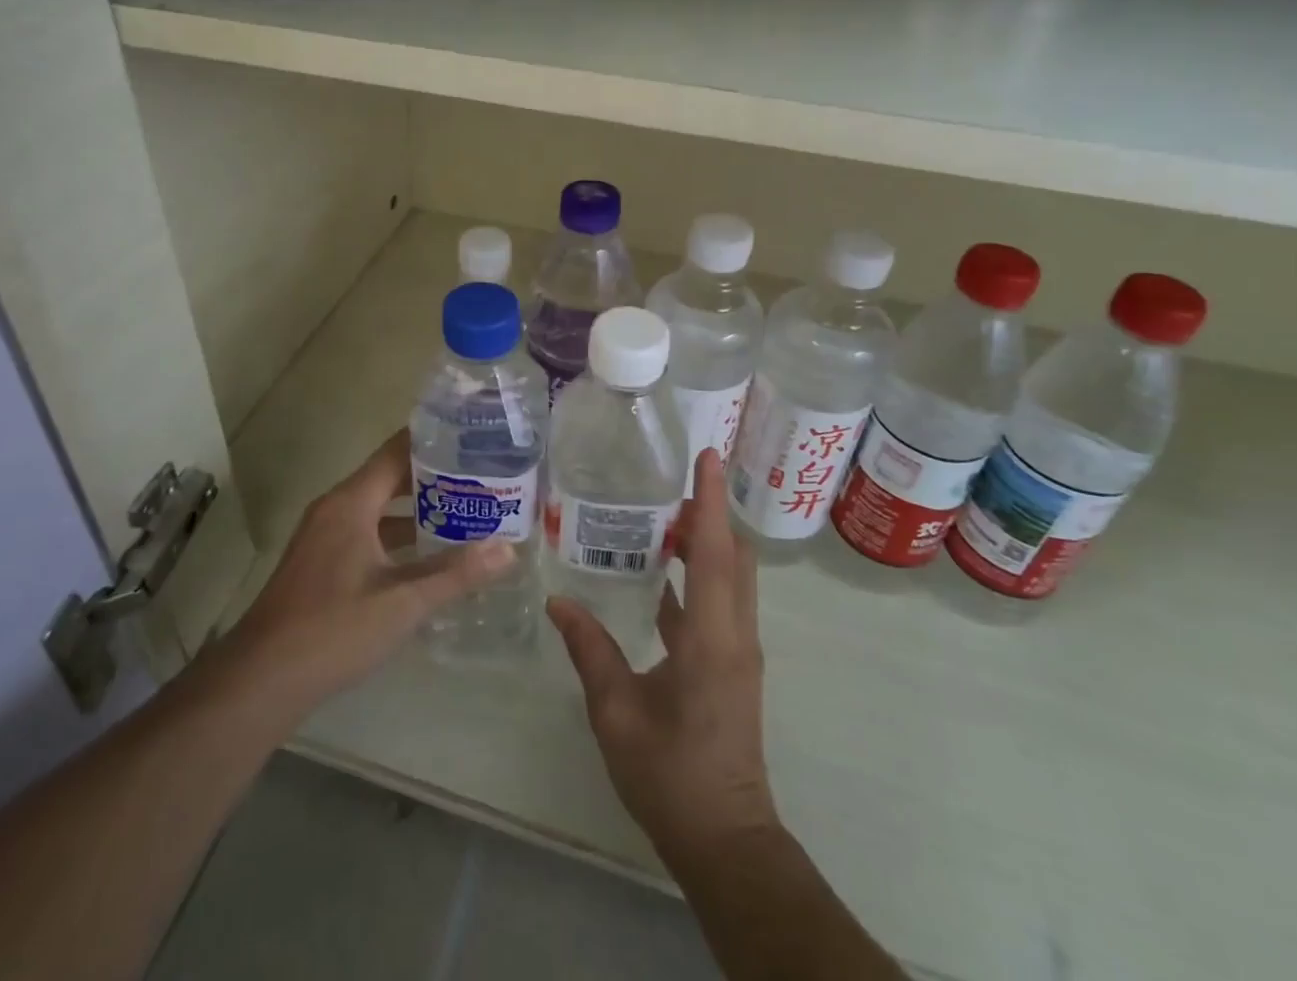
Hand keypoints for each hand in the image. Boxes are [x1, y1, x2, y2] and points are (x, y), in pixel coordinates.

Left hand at [210, 430, 512, 727]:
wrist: (260, 681)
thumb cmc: (333, 630)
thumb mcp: (402, 602)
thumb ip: (455, 573)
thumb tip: (508, 550)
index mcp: (350, 503)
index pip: (396, 452)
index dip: (432, 439)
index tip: (471, 434)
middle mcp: (335, 509)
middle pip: (388, 477)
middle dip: (433, 475)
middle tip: (480, 475)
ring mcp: (324, 538)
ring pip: (377, 509)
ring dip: (416, 509)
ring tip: (464, 510)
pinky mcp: (321, 564)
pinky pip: (366, 533)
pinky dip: (397, 536)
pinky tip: (427, 556)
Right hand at [547, 449, 777, 863]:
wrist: (725, 840)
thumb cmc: (671, 774)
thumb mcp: (615, 712)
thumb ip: (589, 649)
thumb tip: (558, 600)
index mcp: (711, 638)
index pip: (715, 551)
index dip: (710, 500)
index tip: (708, 455)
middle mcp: (735, 633)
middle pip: (735, 554)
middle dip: (709, 513)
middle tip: (667, 487)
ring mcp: (739, 649)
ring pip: (733, 576)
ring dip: (706, 542)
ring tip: (660, 518)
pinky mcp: (733, 664)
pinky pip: (721, 601)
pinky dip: (699, 575)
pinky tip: (660, 575)